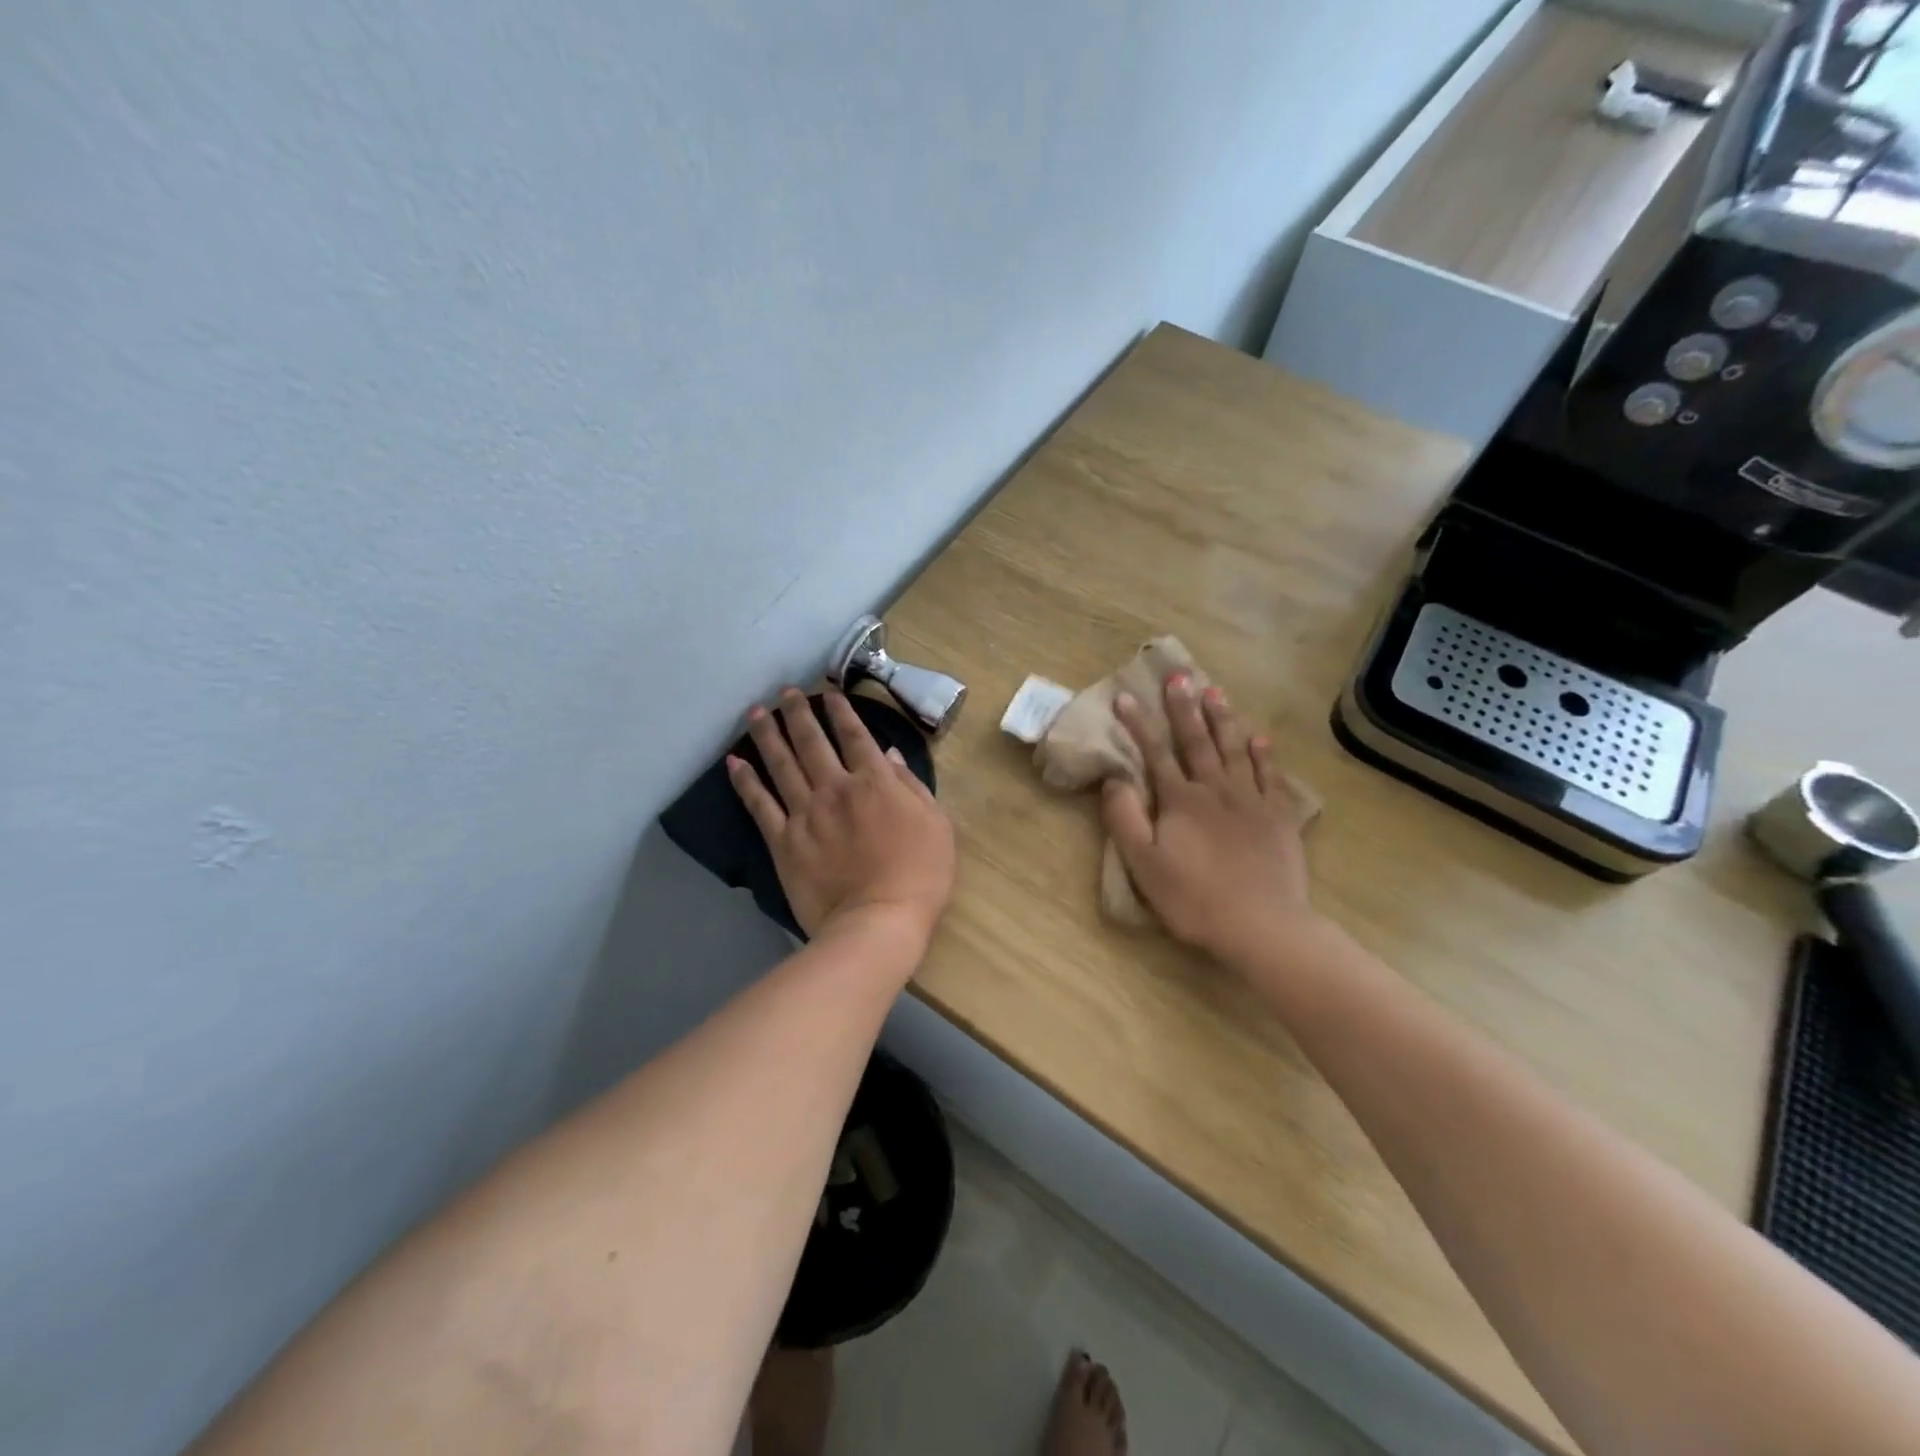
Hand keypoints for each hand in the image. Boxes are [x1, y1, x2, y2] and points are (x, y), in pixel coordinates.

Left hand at [729, 689, 955, 947]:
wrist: (878, 920)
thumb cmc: (920, 874)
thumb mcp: (936, 823)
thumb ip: (911, 784)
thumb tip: (887, 754)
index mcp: (875, 781)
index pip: (854, 735)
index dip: (840, 711)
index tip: (828, 693)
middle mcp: (835, 787)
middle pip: (811, 741)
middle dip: (797, 712)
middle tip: (785, 693)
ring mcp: (805, 813)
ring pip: (781, 764)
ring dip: (767, 735)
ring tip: (755, 713)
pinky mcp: (783, 841)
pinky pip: (760, 804)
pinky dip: (745, 781)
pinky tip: (733, 762)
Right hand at [1101, 673, 1316, 963]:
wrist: (1262, 926)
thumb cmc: (1194, 899)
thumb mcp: (1144, 865)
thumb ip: (1125, 819)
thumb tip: (1114, 779)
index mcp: (1181, 801)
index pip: (1156, 753)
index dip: (1139, 725)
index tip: (1126, 697)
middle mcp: (1216, 790)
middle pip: (1197, 741)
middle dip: (1185, 708)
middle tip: (1180, 676)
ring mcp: (1251, 801)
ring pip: (1235, 750)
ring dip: (1223, 719)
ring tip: (1215, 691)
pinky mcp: (1279, 818)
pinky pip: (1270, 777)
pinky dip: (1263, 755)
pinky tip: (1259, 739)